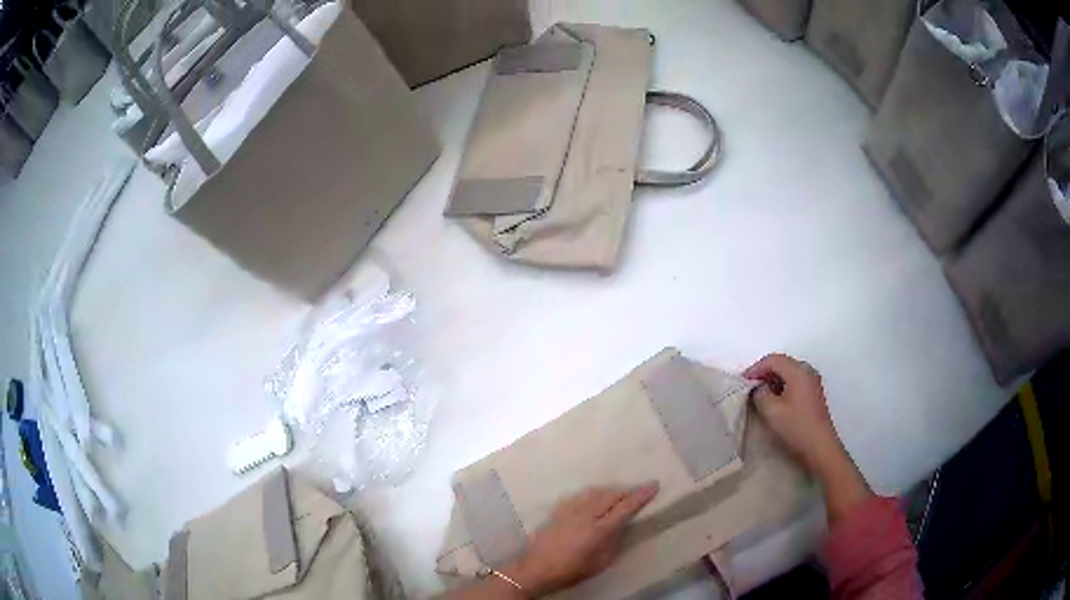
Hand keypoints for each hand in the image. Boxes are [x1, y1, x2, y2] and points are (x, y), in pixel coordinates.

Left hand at [502, 484, 658, 596]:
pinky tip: (595, 498)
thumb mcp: (601, 562)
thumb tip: (622, 526)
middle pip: (611, 495)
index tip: (653, 485)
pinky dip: (593, 494)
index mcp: (599, 530)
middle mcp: (586, 515)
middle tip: (638, 492)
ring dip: (610, 491)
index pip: (625, 507)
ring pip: (596, 492)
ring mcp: (570, 511)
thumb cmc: (572, 571)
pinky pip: (581, 496)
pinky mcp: (558, 511)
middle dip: (627, 491)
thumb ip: (614, 542)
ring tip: (619, 495)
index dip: (641, 495)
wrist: (537, 569)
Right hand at [744, 354, 840, 474]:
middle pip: (782, 363)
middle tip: (749, 387)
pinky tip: (775, 400)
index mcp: (798, 371)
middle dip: (764, 373)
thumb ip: (760, 394)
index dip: (755, 368)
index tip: (742, 382)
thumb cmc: (796, 427)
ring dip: (773, 380)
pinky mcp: (814, 393)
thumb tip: (758, 388)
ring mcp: (813, 381)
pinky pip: (795, 381)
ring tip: (759, 395)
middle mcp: (807, 371)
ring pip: (788, 372)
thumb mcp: (771, 411)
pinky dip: (782, 386)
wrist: (820, 446)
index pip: (772, 360)